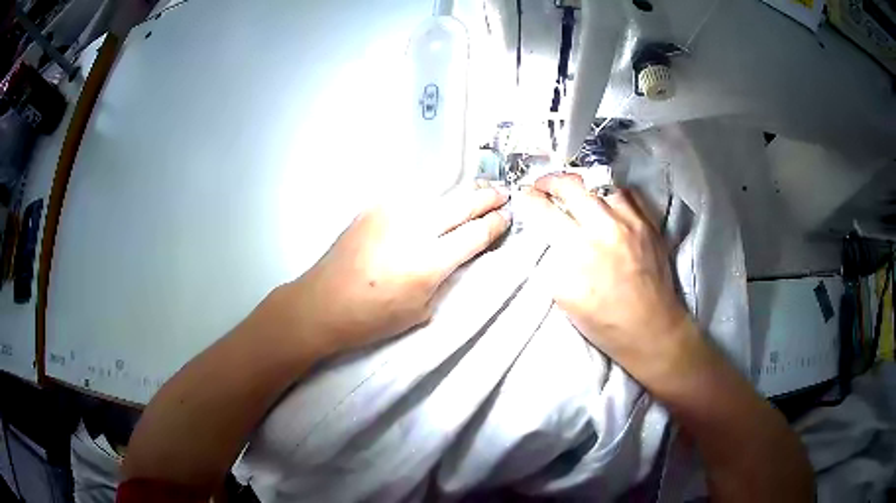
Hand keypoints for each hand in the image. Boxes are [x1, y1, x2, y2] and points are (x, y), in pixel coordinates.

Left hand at [284, 185, 510, 356]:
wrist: (322, 302)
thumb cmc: (372, 318)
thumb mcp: (421, 310)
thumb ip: (445, 277)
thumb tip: (461, 253)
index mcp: (428, 262)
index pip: (474, 233)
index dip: (495, 224)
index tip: (507, 218)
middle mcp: (413, 228)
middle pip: (460, 204)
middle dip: (486, 198)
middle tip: (502, 194)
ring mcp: (391, 212)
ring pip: (437, 196)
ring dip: (458, 197)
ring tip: (474, 196)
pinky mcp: (373, 207)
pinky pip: (411, 200)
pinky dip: (428, 203)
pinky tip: (433, 208)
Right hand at [524, 173, 696, 381]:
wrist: (652, 329)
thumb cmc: (606, 322)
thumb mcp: (566, 300)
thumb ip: (553, 263)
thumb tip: (548, 239)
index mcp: (580, 251)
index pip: (546, 211)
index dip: (529, 198)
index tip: (523, 194)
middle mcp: (606, 228)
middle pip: (572, 186)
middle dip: (551, 181)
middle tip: (543, 185)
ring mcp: (632, 222)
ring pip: (601, 184)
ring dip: (583, 185)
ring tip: (576, 191)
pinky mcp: (649, 224)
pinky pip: (628, 194)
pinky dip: (612, 193)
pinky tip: (606, 201)